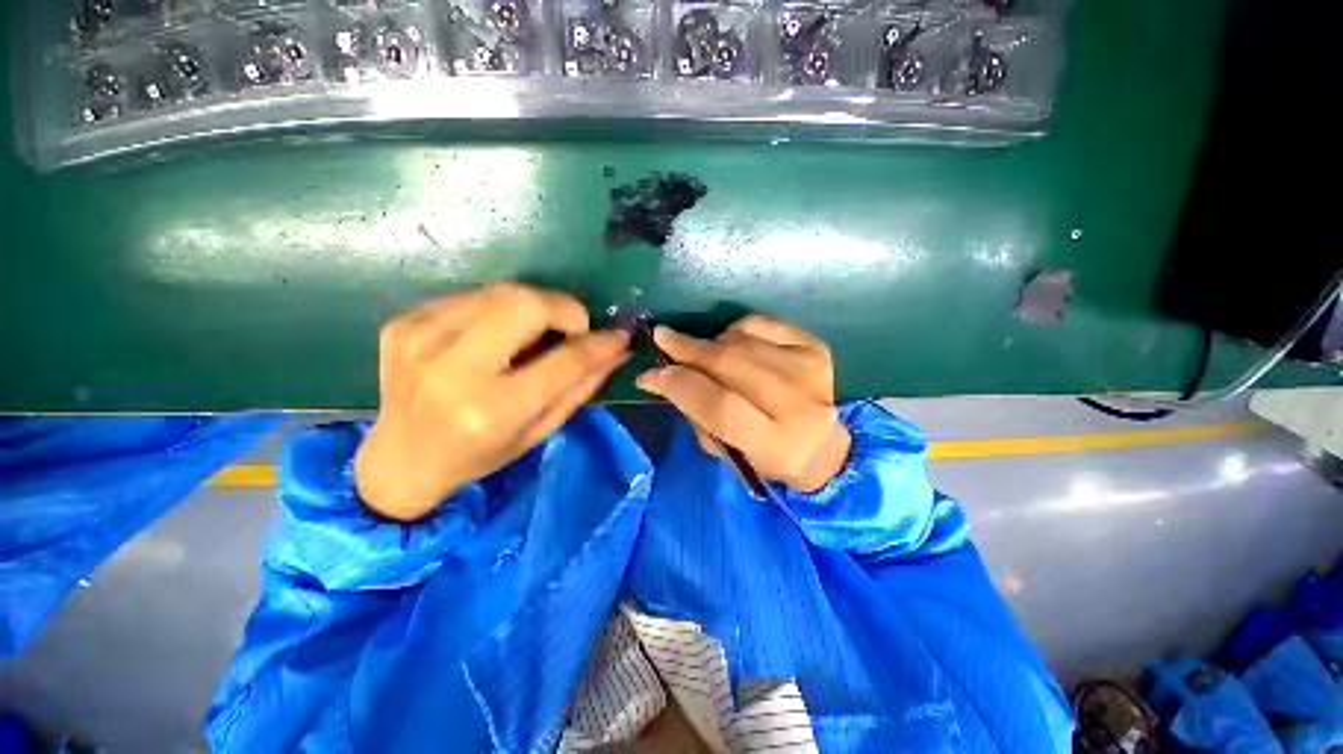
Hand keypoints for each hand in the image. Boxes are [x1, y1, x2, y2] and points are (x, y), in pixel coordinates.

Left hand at [355, 283, 629, 520]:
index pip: (564, 360)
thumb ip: (582, 386)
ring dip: (532, 308)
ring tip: (532, 335)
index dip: (599, 343)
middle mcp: (452, 369)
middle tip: (572, 329)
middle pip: (525, 302)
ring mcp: (420, 338)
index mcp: (492, 410)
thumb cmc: (481, 454)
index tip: (618, 335)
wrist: (401, 458)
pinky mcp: (403, 322)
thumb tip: (617, 348)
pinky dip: (497, 310)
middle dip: (564, 309)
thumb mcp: (540, 431)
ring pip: (501, 292)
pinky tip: (494, 336)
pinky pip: (472, 296)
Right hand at [635, 315, 850, 492]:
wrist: (820, 444)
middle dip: (688, 349)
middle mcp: (799, 405)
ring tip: (703, 355)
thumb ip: (695, 414)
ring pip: (741, 340)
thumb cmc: (764, 455)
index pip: (721, 406)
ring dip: (710, 343)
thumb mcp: (724, 451)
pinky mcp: (814, 346)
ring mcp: (810, 370)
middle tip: (662, 338)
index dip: (681, 385)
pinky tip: (732, 344)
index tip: (651, 374)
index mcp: (777, 445)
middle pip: (729, 363)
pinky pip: (759, 323)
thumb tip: (663, 376)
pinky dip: (735, 330)